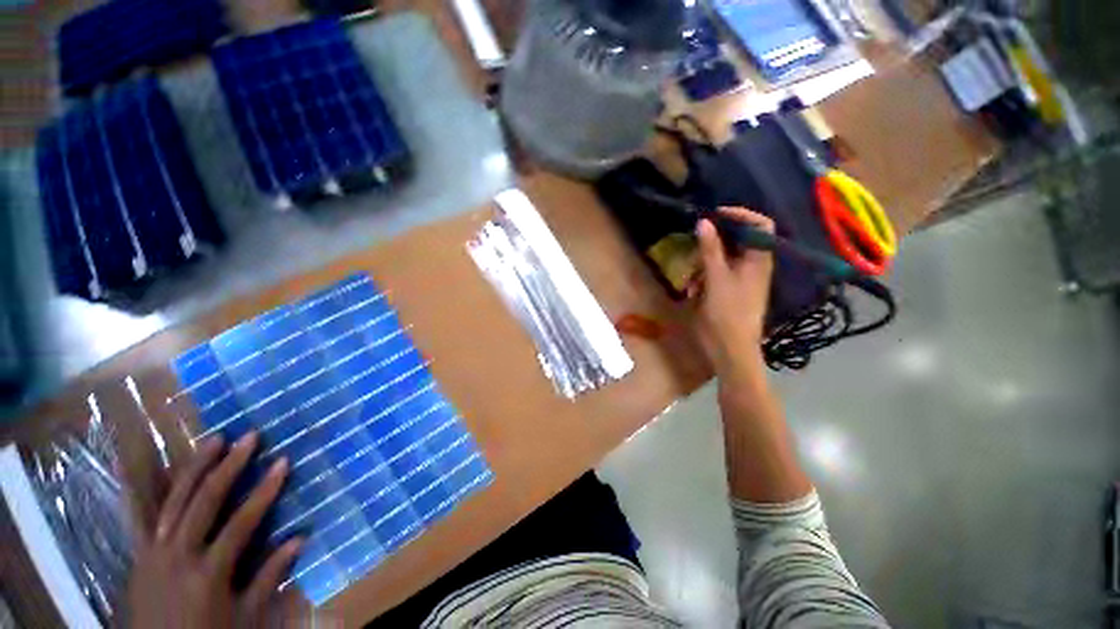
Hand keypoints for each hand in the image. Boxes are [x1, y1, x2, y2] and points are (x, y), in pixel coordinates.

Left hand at [127, 432, 302, 628]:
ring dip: (194, 468)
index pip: (242, 522)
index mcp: (208, 572)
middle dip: (229, 467)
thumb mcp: (245, 616)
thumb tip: (301, 538)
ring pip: (173, 501)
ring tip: (214, 440)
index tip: (283, 461)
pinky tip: (142, 465)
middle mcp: (179, 555)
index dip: (265, 490)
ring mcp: (154, 552)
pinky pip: (141, 516)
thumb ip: (269, 577)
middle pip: (205, 503)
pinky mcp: (139, 554)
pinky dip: (142, 489)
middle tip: (249, 437)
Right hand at [693, 207, 774, 375]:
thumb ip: (710, 249)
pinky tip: (693, 291)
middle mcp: (752, 265)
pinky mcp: (727, 290)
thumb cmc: (728, 313)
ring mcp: (739, 278)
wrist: (730, 349)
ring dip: (702, 264)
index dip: (741, 215)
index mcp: (758, 259)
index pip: (759, 225)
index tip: (715, 215)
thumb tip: (704, 221)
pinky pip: (713, 274)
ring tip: (692, 280)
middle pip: (735, 240)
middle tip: (695, 250)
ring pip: (720, 258)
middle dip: (712, 244)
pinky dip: (702, 278)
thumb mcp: (717, 278)